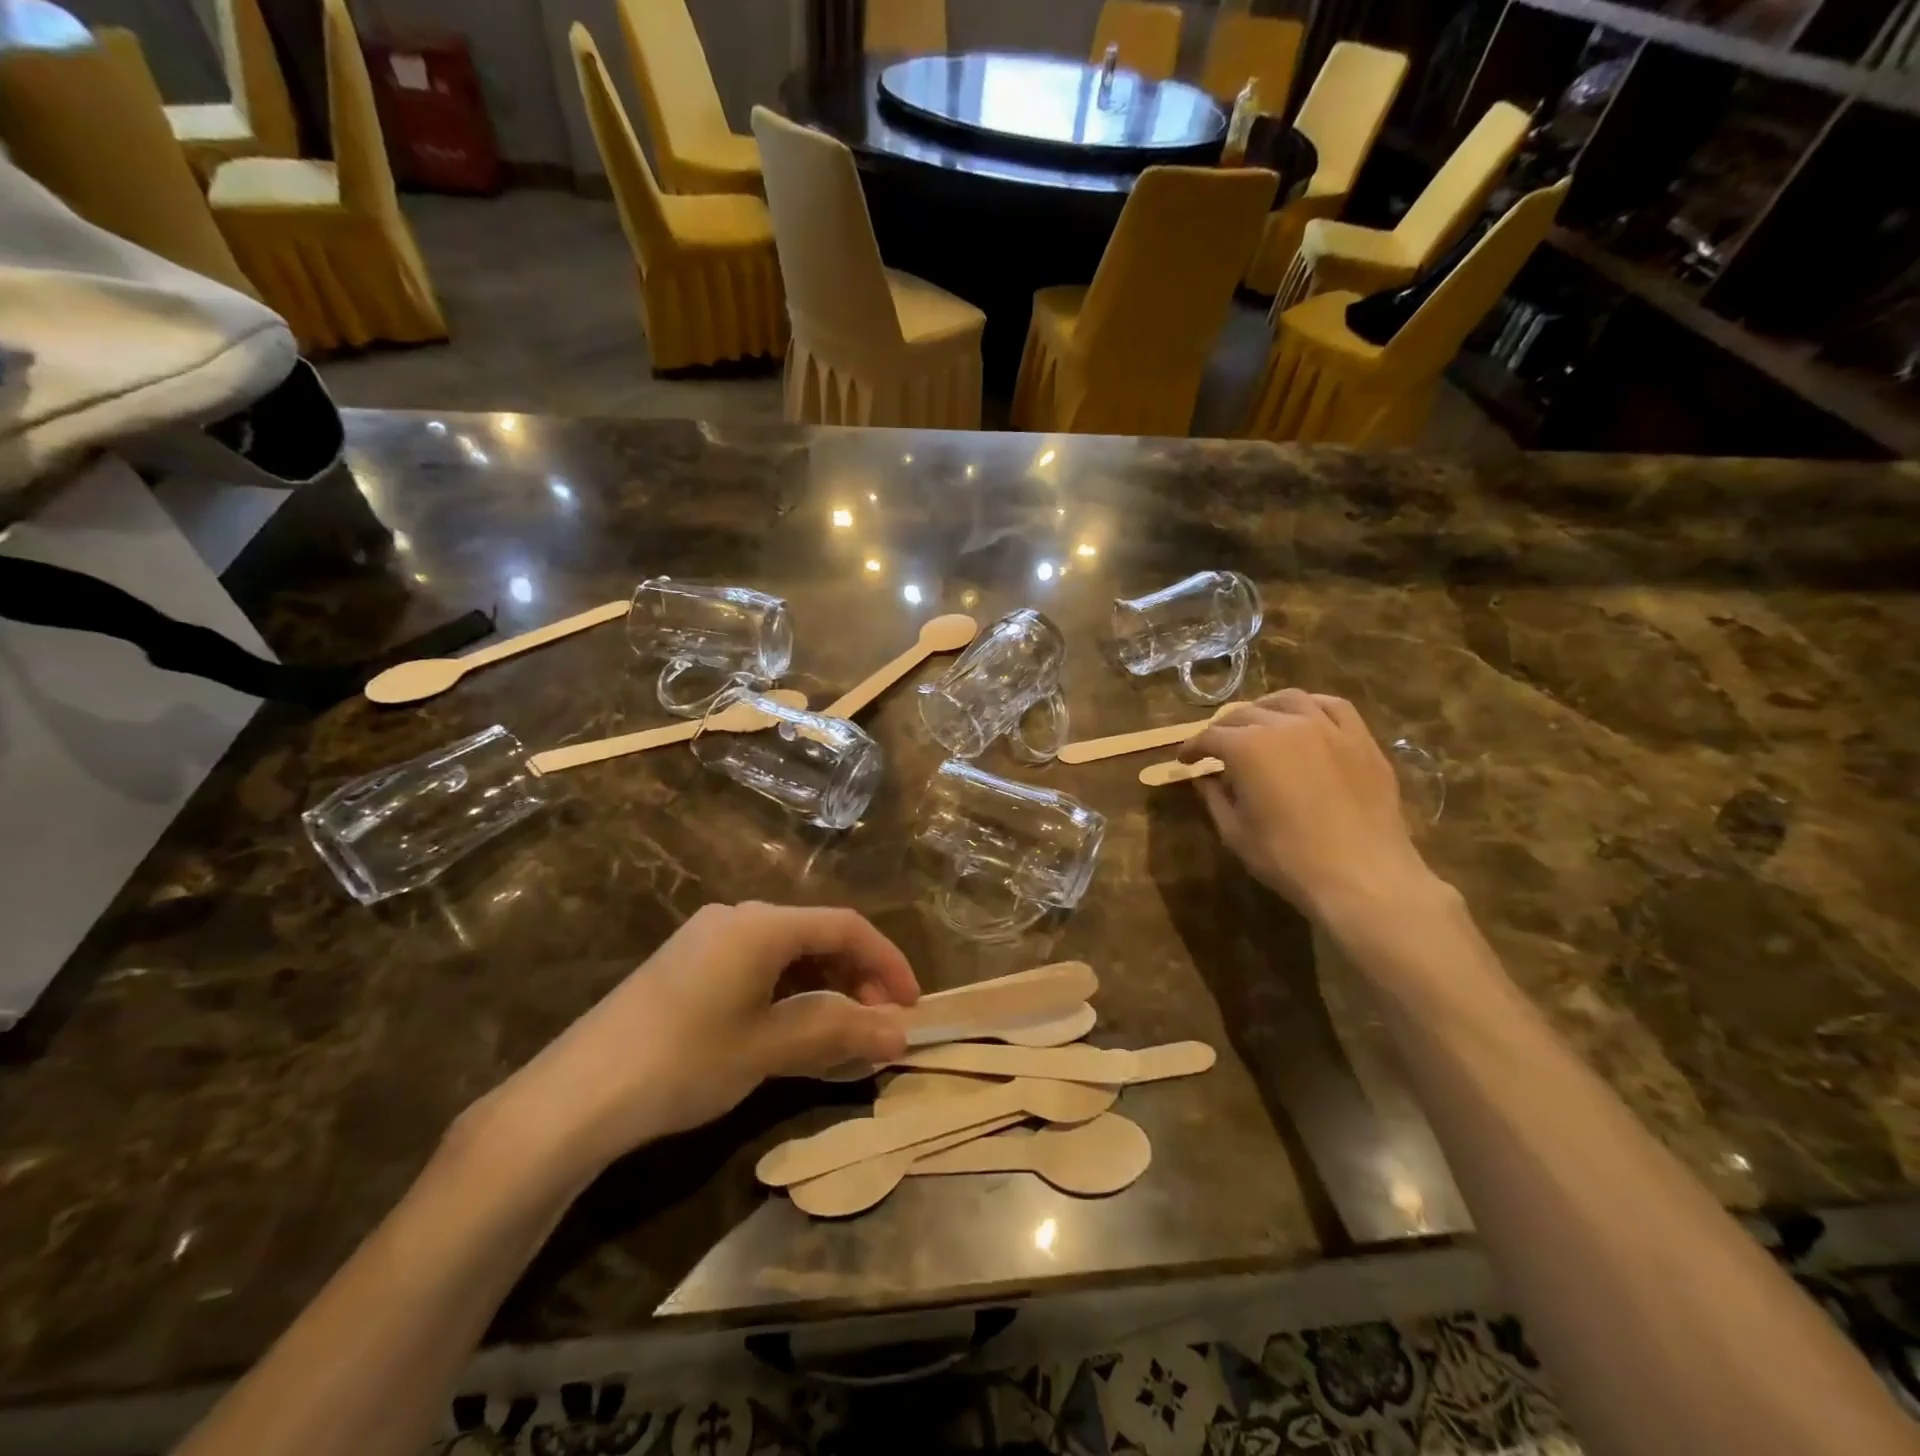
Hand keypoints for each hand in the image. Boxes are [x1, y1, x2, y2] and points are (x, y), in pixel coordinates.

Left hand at [476, 903, 918, 1177]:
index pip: (846, 927)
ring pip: (787, 954)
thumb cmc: (684, 1061)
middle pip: (817, 936)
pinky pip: (757, 968)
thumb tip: (901, 1034)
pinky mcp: (687, 965)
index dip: (887, 962)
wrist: (574, 1097)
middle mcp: (738, 917)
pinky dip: (788, 995)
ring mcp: (708, 939)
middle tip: (878, 1026)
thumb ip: (839, 1033)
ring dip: (824, 989)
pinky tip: (791, 1031)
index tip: (913, 1006)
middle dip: (857, 978)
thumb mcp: (769, 1047)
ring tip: (842, 1035)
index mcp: (762, 923)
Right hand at [1179, 690, 1436, 920]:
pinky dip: (1311, 706)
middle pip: (1244, 714)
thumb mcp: (1236, 833)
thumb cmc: (1289, 859)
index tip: (1185, 761)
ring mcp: (1327, 727)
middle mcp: (1284, 725)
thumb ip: (1216, 798)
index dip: (1192, 748)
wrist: (1363, 876)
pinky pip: (1333, 706)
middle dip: (1223, 729)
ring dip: (1264, 709)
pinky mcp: (1360, 739)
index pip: (1209, 737)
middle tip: (1216, 747)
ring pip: (1287, 700)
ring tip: (1258, 723)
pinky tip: (1305, 716)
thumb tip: (1207, 780)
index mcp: (1247, 747)